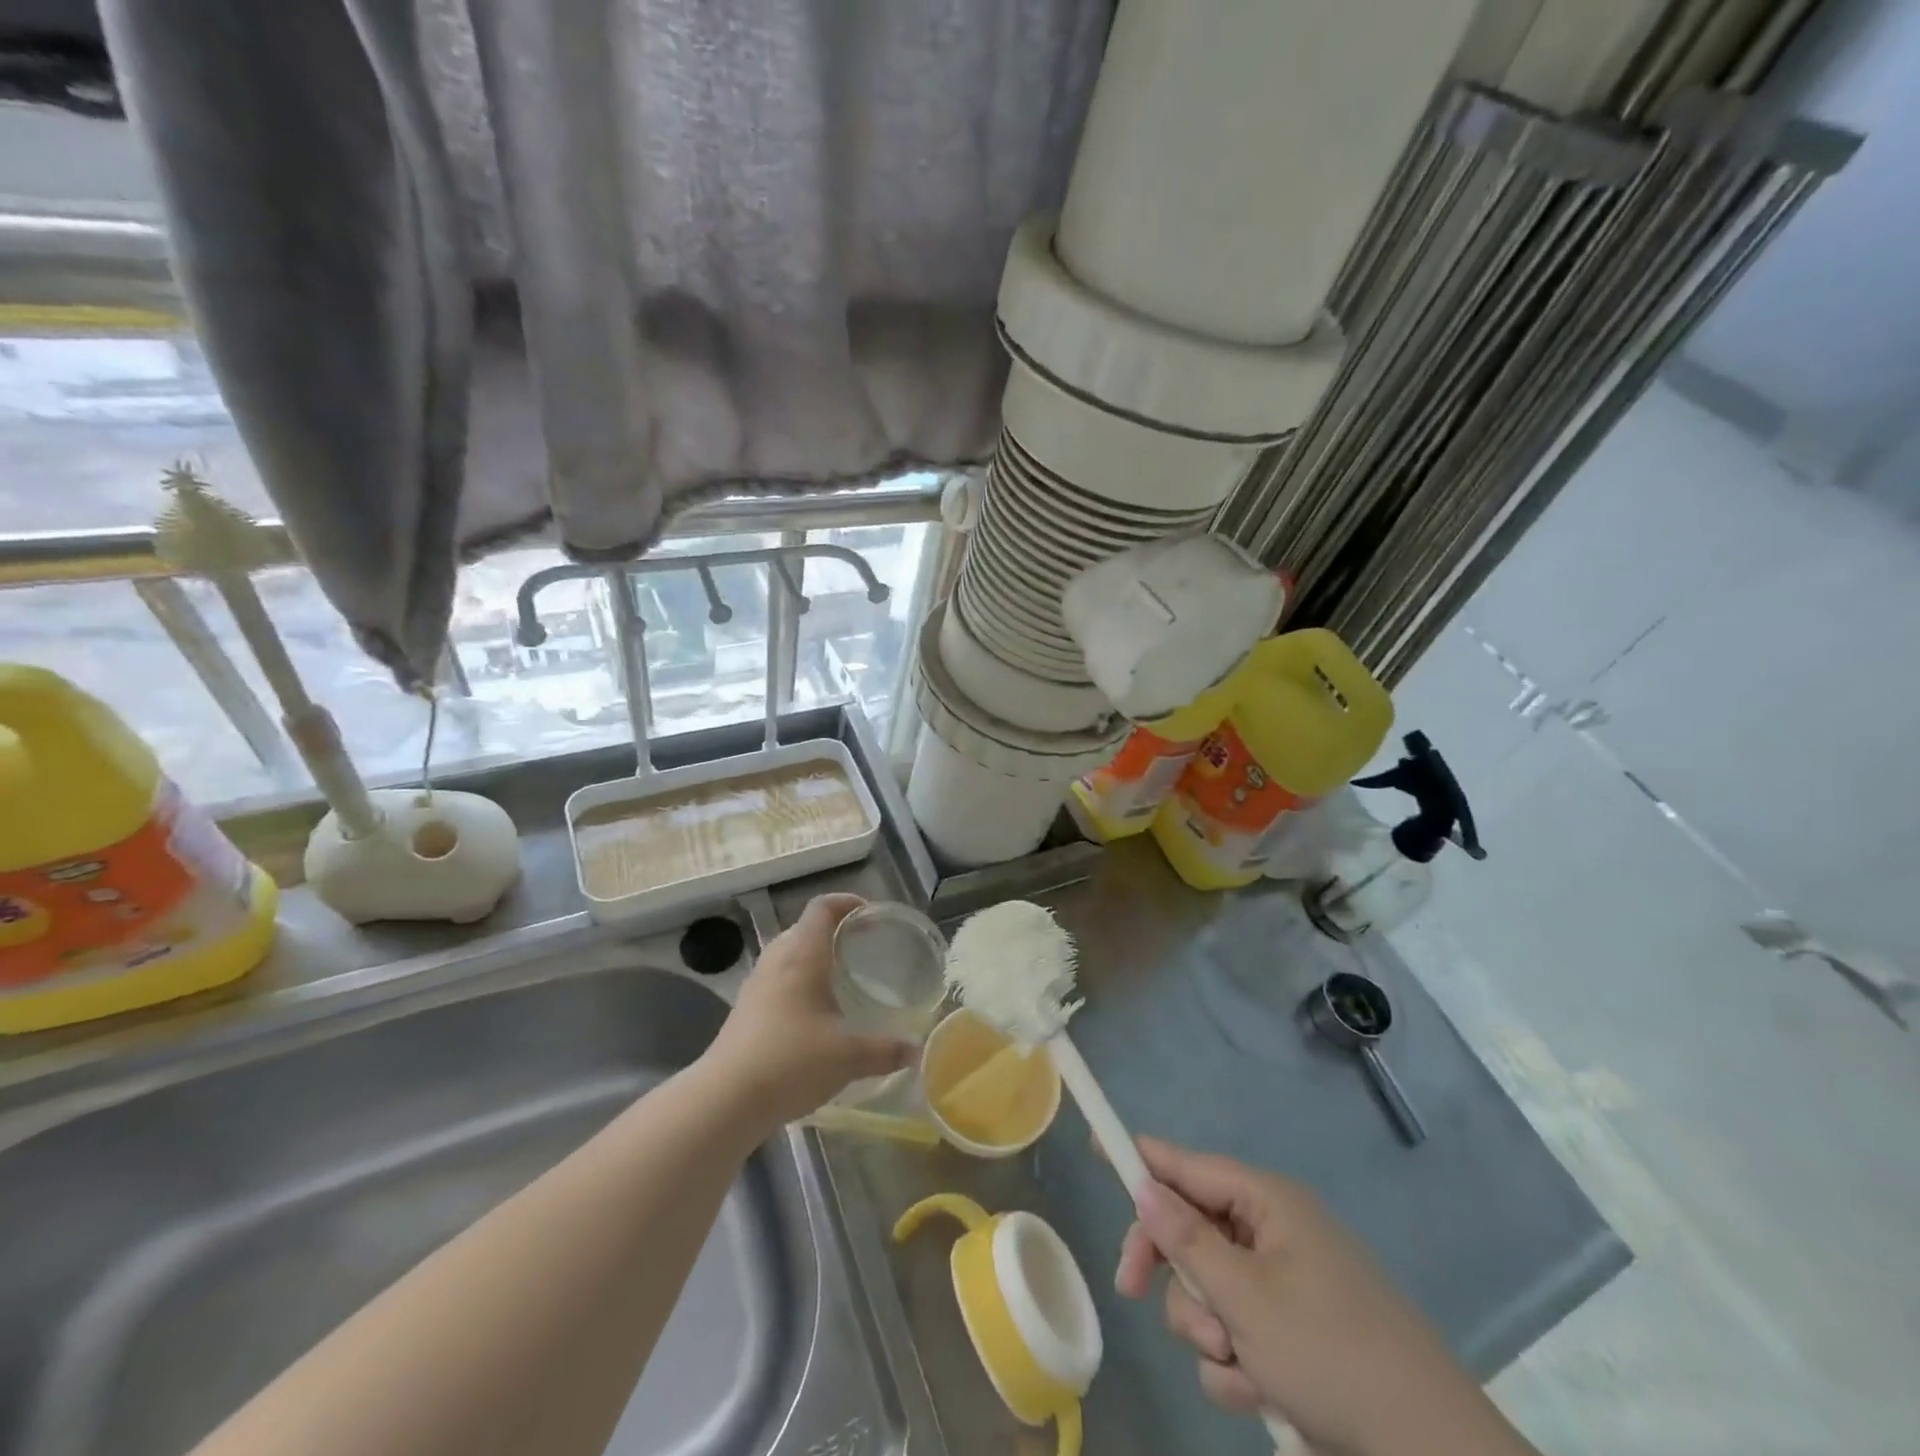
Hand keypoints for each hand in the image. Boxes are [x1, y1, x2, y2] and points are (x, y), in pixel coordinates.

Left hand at [704, 894, 914, 1128]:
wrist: (725, 1100)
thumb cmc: (791, 1061)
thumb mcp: (848, 1056)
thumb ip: (885, 1051)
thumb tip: (916, 1051)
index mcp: (802, 954)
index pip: (823, 907)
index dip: (847, 903)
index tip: (871, 914)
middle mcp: (777, 959)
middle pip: (806, 928)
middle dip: (835, 931)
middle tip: (864, 947)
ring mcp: (757, 983)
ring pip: (790, 954)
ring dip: (816, 957)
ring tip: (843, 977)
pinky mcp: (746, 1008)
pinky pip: (779, 978)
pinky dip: (800, 981)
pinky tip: (816, 1011)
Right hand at [1114, 1137, 1532, 1455]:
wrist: (1429, 1452)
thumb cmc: (1332, 1353)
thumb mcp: (1246, 1297)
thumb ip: (1186, 1241)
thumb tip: (1143, 1185)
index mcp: (1267, 1202)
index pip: (1186, 1164)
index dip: (1140, 1158)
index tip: (1097, 1151)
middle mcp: (1273, 1232)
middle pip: (1190, 1231)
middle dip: (1171, 1271)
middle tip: (1132, 1290)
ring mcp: (1285, 1284)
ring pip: (1208, 1291)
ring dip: (1208, 1331)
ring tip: (1240, 1367)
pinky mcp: (1293, 1334)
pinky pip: (1236, 1333)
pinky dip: (1238, 1364)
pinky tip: (1262, 1394)